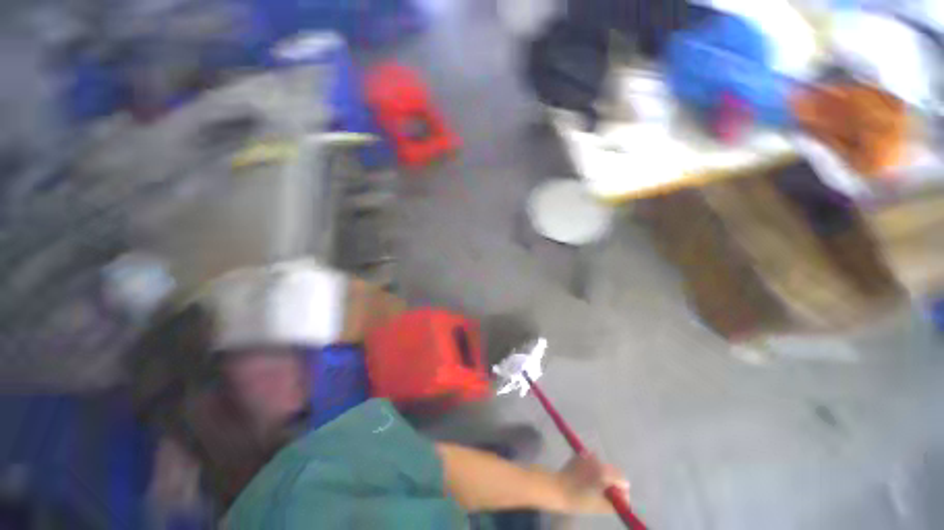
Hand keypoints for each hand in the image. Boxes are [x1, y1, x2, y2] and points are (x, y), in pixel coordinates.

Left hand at [556, 452, 629, 512]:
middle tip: (606, 494)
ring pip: (603, 465)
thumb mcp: (599, 506)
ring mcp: (587, 455)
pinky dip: (593, 469)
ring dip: (603, 475)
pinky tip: (586, 478)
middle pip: (613, 470)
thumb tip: (624, 503)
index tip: (619, 500)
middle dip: (613, 482)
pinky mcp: (579, 455)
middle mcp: (597, 460)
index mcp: (604, 472)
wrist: (556, 488)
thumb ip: (615, 504)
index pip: (622, 480)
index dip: (622, 491)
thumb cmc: (577, 499)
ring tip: (595, 487)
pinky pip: (592, 461)